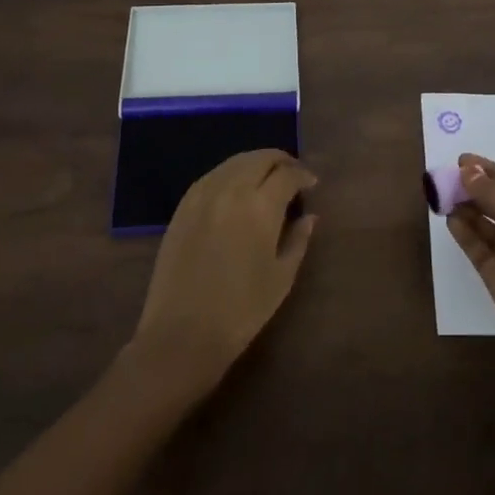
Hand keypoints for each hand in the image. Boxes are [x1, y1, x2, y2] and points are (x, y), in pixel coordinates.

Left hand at [130, 149, 316, 398]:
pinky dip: (230, 173)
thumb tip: (310, 215)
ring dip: (256, 163)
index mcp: (260, 207)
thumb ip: (299, 240)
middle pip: (260, 158)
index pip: (287, 174)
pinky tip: (236, 188)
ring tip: (267, 179)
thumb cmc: (241, 312)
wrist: (181, 335)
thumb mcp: (281, 278)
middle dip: (281, 161)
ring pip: (235, 162)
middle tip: (293, 175)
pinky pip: (212, 175)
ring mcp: (203, 195)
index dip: (303, 175)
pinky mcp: (183, 206)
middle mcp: (231, 190)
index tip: (312, 185)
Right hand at [447, 153, 494, 386]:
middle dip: (477, 189)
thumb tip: (468, 170)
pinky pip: (481, 251)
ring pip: (489, 227)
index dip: (491, 171)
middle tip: (446, 178)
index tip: (462, 160)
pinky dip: (467, 235)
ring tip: (443, 196)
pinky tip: (450, 220)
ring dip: (469, 210)